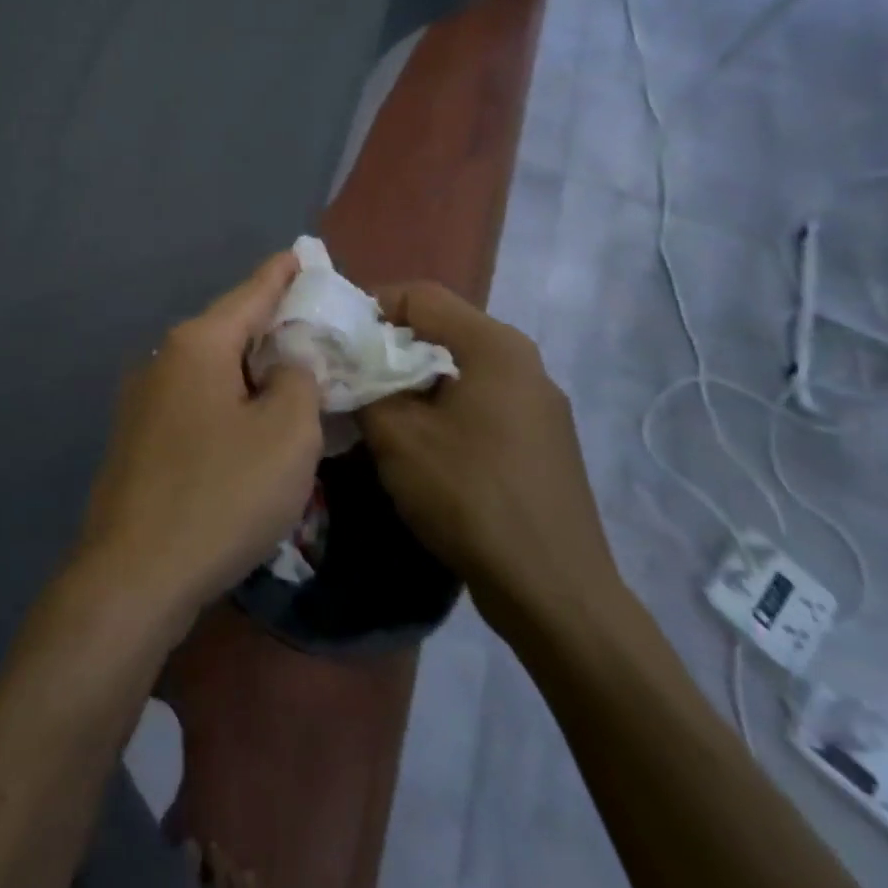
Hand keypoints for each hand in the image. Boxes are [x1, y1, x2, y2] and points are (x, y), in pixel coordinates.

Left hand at [74, 252, 321, 629]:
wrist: (134, 574)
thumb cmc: (221, 494)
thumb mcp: (286, 434)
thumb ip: (298, 380)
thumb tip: (287, 363)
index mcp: (198, 344)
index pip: (251, 292)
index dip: (282, 274)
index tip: (301, 255)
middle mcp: (164, 359)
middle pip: (229, 328)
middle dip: (271, 325)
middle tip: (313, 326)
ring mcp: (143, 399)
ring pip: (211, 368)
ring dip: (250, 368)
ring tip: (289, 374)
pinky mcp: (138, 438)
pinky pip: (196, 401)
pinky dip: (228, 400)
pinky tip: (248, 422)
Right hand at [359, 283, 622, 642]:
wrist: (554, 592)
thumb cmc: (470, 497)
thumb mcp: (397, 436)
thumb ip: (363, 385)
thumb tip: (344, 364)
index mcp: (494, 345)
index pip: (419, 295)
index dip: (369, 306)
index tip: (334, 338)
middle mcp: (523, 362)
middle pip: (440, 329)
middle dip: (386, 346)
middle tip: (347, 374)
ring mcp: (537, 403)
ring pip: (457, 368)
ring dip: (410, 380)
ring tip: (374, 409)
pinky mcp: (539, 440)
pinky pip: (478, 401)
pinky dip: (440, 407)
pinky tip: (417, 444)